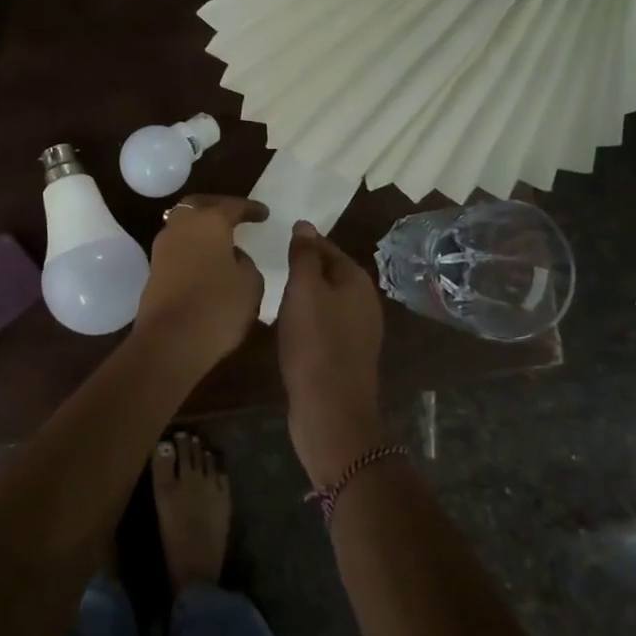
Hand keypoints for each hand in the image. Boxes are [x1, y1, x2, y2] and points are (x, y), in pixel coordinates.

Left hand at [133, 194, 267, 370]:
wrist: (169, 341)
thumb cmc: (217, 306)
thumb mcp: (250, 284)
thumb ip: (246, 263)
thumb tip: (232, 256)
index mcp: (209, 221)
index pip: (232, 206)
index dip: (250, 208)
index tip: (263, 213)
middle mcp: (181, 226)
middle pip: (198, 206)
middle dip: (217, 207)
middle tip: (235, 215)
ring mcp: (162, 248)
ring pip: (183, 226)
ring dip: (201, 228)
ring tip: (221, 240)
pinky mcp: (154, 271)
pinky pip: (177, 248)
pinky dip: (192, 248)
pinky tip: (206, 261)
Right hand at [276, 222, 387, 487]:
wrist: (331, 411)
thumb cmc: (315, 343)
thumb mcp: (304, 290)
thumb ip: (305, 256)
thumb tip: (305, 225)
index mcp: (357, 281)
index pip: (327, 247)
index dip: (302, 243)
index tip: (274, 242)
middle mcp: (365, 302)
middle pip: (329, 273)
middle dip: (303, 269)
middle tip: (270, 267)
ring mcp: (359, 331)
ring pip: (327, 301)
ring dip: (304, 297)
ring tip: (274, 295)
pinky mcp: (347, 356)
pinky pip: (325, 326)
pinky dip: (307, 321)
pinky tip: (288, 327)